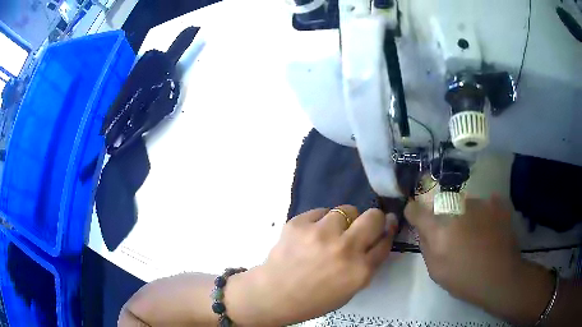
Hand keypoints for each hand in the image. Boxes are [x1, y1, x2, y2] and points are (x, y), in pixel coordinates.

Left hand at [226, 206, 398, 325]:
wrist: (275, 293)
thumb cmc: (315, 298)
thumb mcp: (350, 289)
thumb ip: (368, 264)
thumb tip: (380, 237)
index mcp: (360, 271)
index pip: (385, 241)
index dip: (386, 233)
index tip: (385, 228)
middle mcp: (345, 248)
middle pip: (374, 217)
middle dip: (373, 219)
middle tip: (362, 226)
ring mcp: (320, 233)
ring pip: (347, 209)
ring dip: (344, 220)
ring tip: (330, 233)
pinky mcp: (299, 223)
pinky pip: (321, 211)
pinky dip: (320, 221)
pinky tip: (311, 235)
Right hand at [405, 196, 553, 324]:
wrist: (501, 277)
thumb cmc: (465, 280)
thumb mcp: (436, 271)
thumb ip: (426, 246)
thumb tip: (422, 229)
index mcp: (440, 230)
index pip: (416, 210)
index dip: (413, 212)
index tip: (415, 216)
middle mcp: (457, 209)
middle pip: (442, 204)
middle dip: (443, 217)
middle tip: (453, 236)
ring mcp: (480, 203)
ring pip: (464, 202)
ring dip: (464, 215)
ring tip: (475, 235)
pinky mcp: (496, 202)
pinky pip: (483, 202)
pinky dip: (483, 212)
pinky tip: (488, 227)